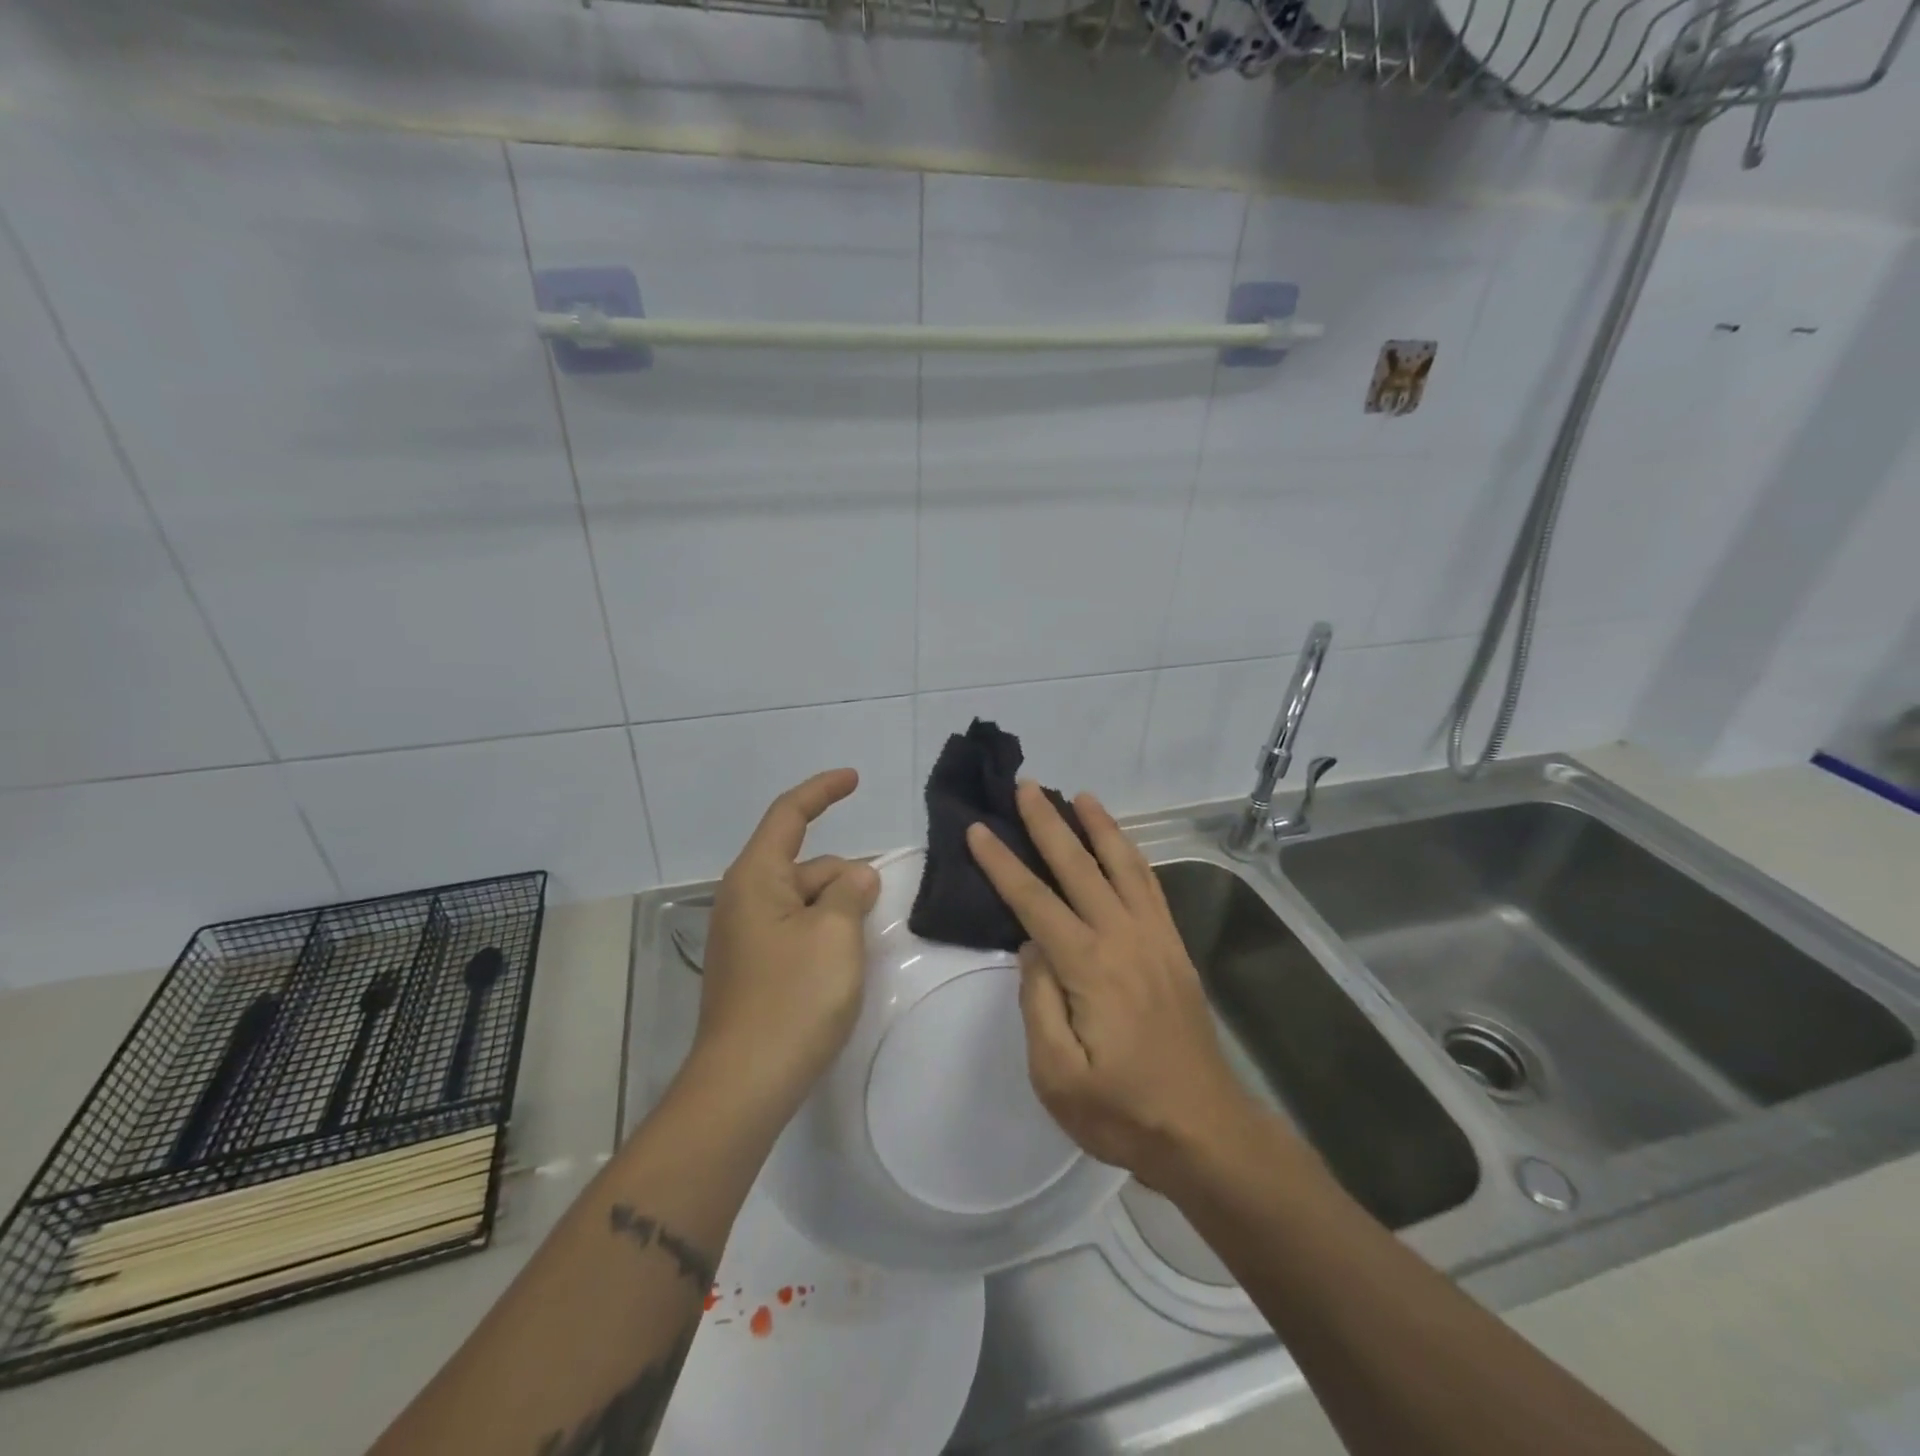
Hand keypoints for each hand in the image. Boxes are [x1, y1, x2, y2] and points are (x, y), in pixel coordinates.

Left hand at [693, 769, 881, 1119]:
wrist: (744, 1085)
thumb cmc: (792, 998)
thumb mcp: (836, 934)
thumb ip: (851, 892)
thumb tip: (857, 875)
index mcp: (756, 878)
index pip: (789, 814)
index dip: (823, 791)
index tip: (854, 778)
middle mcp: (744, 899)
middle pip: (805, 865)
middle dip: (844, 876)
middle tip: (880, 907)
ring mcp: (746, 937)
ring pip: (804, 902)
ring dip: (838, 910)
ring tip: (865, 943)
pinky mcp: (753, 969)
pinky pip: (796, 931)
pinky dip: (824, 933)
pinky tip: (844, 963)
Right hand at [966, 783, 1254, 1188]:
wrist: (1204, 1131)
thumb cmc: (1122, 1112)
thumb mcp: (1057, 1076)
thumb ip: (1038, 1003)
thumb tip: (1032, 947)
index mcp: (1089, 967)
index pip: (1035, 901)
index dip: (1003, 864)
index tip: (980, 829)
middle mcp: (1124, 938)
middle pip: (1079, 867)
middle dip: (1048, 824)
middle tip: (1026, 786)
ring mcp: (1155, 939)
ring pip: (1123, 866)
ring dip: (1099, 827)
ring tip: (1079, 796)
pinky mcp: (1174, 949)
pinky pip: (1151, 888)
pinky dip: (1132, 856)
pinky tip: (1121, 845)